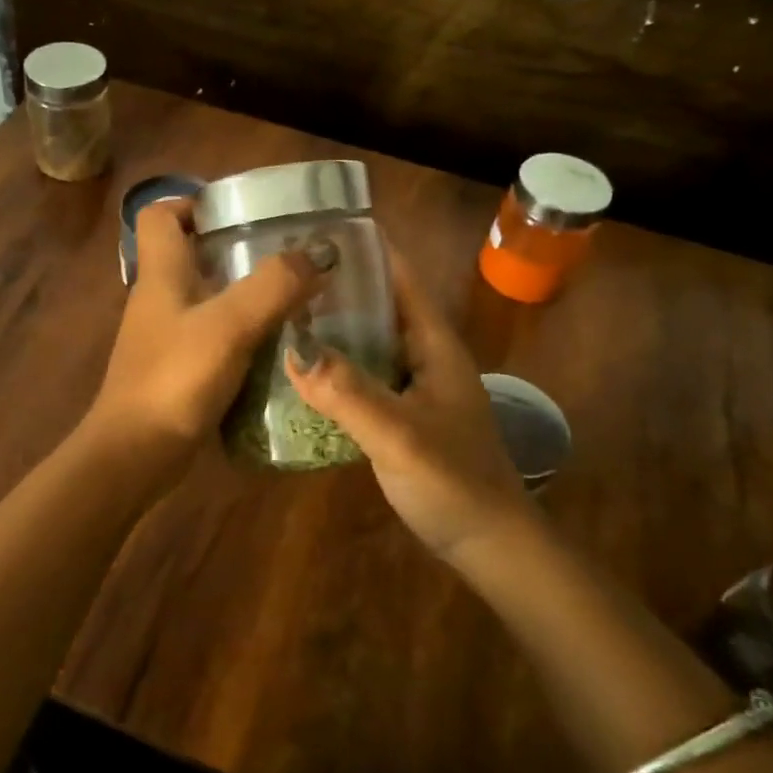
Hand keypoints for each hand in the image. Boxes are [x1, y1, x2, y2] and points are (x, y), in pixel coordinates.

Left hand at [83, 200, 324, 482]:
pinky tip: (278, 343)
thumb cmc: (175, 379)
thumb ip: (274, 286)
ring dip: (245, 292)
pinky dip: (243, 332)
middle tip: (287, 253)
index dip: (194, 202)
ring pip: (207, 297)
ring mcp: (167, 336)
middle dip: (236, 247)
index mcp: (161, 273)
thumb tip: (319, 254)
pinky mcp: (178, 368)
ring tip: (295, 294)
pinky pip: (214, 335)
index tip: (242, 210)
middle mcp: (160, 298)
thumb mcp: (230, 326)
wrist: (135, 454)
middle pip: (191, 253)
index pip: (161, 215)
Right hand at [285, 247, 528, 560]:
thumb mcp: (399, 435)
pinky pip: (364, 375)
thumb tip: (292, 346)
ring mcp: (415, 387)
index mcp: (434, 344)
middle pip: (380, 305)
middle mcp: (425, 356)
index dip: (366, 249)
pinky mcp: (403, 414)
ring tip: (282, 313)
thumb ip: (348, 392)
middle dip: (337, 287)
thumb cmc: (455, 482)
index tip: (318, 227)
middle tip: (282, 273)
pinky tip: (301, 372)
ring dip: (334, 327)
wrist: (491, 544)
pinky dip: (335, 366)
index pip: (400, 278)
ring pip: (369, 341)